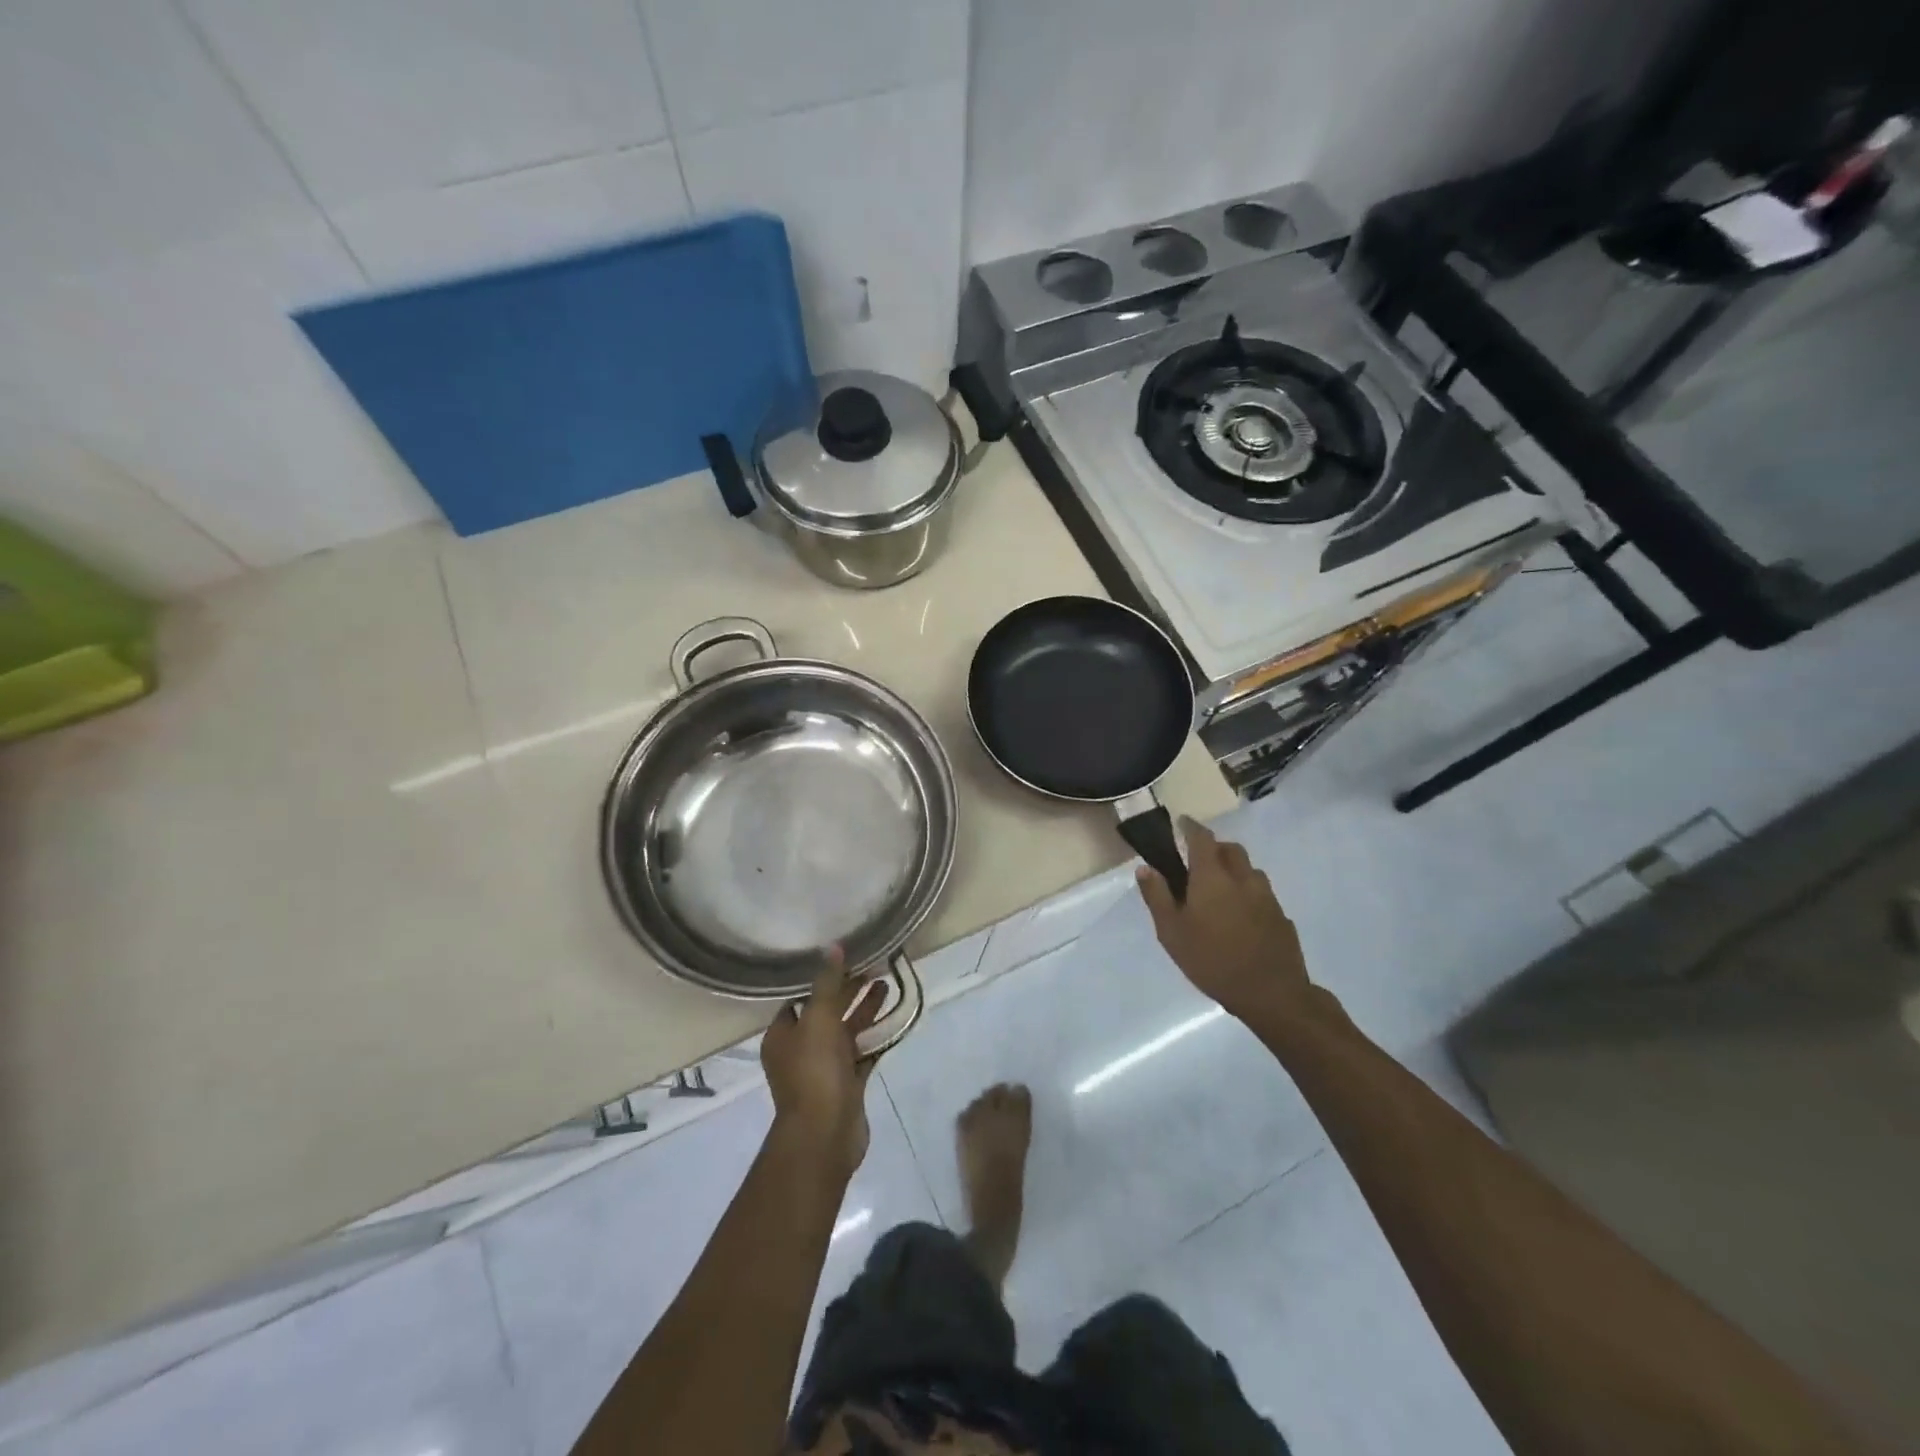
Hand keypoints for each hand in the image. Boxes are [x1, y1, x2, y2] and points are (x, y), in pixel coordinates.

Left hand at [760, 949, 883, 1178]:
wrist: (825, 1134)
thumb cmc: (814, 1071)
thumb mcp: (819, 1018)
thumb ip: (828, 982)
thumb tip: (832, 946)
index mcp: (783, 1034)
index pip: (800, 998)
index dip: (821, 978)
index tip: (845, 958)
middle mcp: (800, 1050)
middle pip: (826, 1012)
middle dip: (849, 990)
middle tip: (875, 966)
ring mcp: (824, 1069)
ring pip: (846, 1031)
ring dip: (864, 1009)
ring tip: (888, 984)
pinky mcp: (846, 1085)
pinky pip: (861, 1053)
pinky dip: (874, 1037)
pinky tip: (892, 1019)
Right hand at [1138, 818, 1314, 1024]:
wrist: (1272, 993)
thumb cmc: (1212, 960)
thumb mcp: (1171, 932)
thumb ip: (1157, 896)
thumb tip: (1145, 868)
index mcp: (1213, 877)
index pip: (1202, 837)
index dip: (1190, 827)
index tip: (1181, 823)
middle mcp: (1242, 878)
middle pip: (1230, 849)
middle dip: (1214, 848)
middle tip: (1197, 862)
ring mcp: (1267, 896)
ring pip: (1249, 870)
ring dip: (1233, 870)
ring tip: (1219, 892)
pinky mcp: (1281, 916)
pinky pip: (1261, 894)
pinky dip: (1248, 894)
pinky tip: (1240, 918)